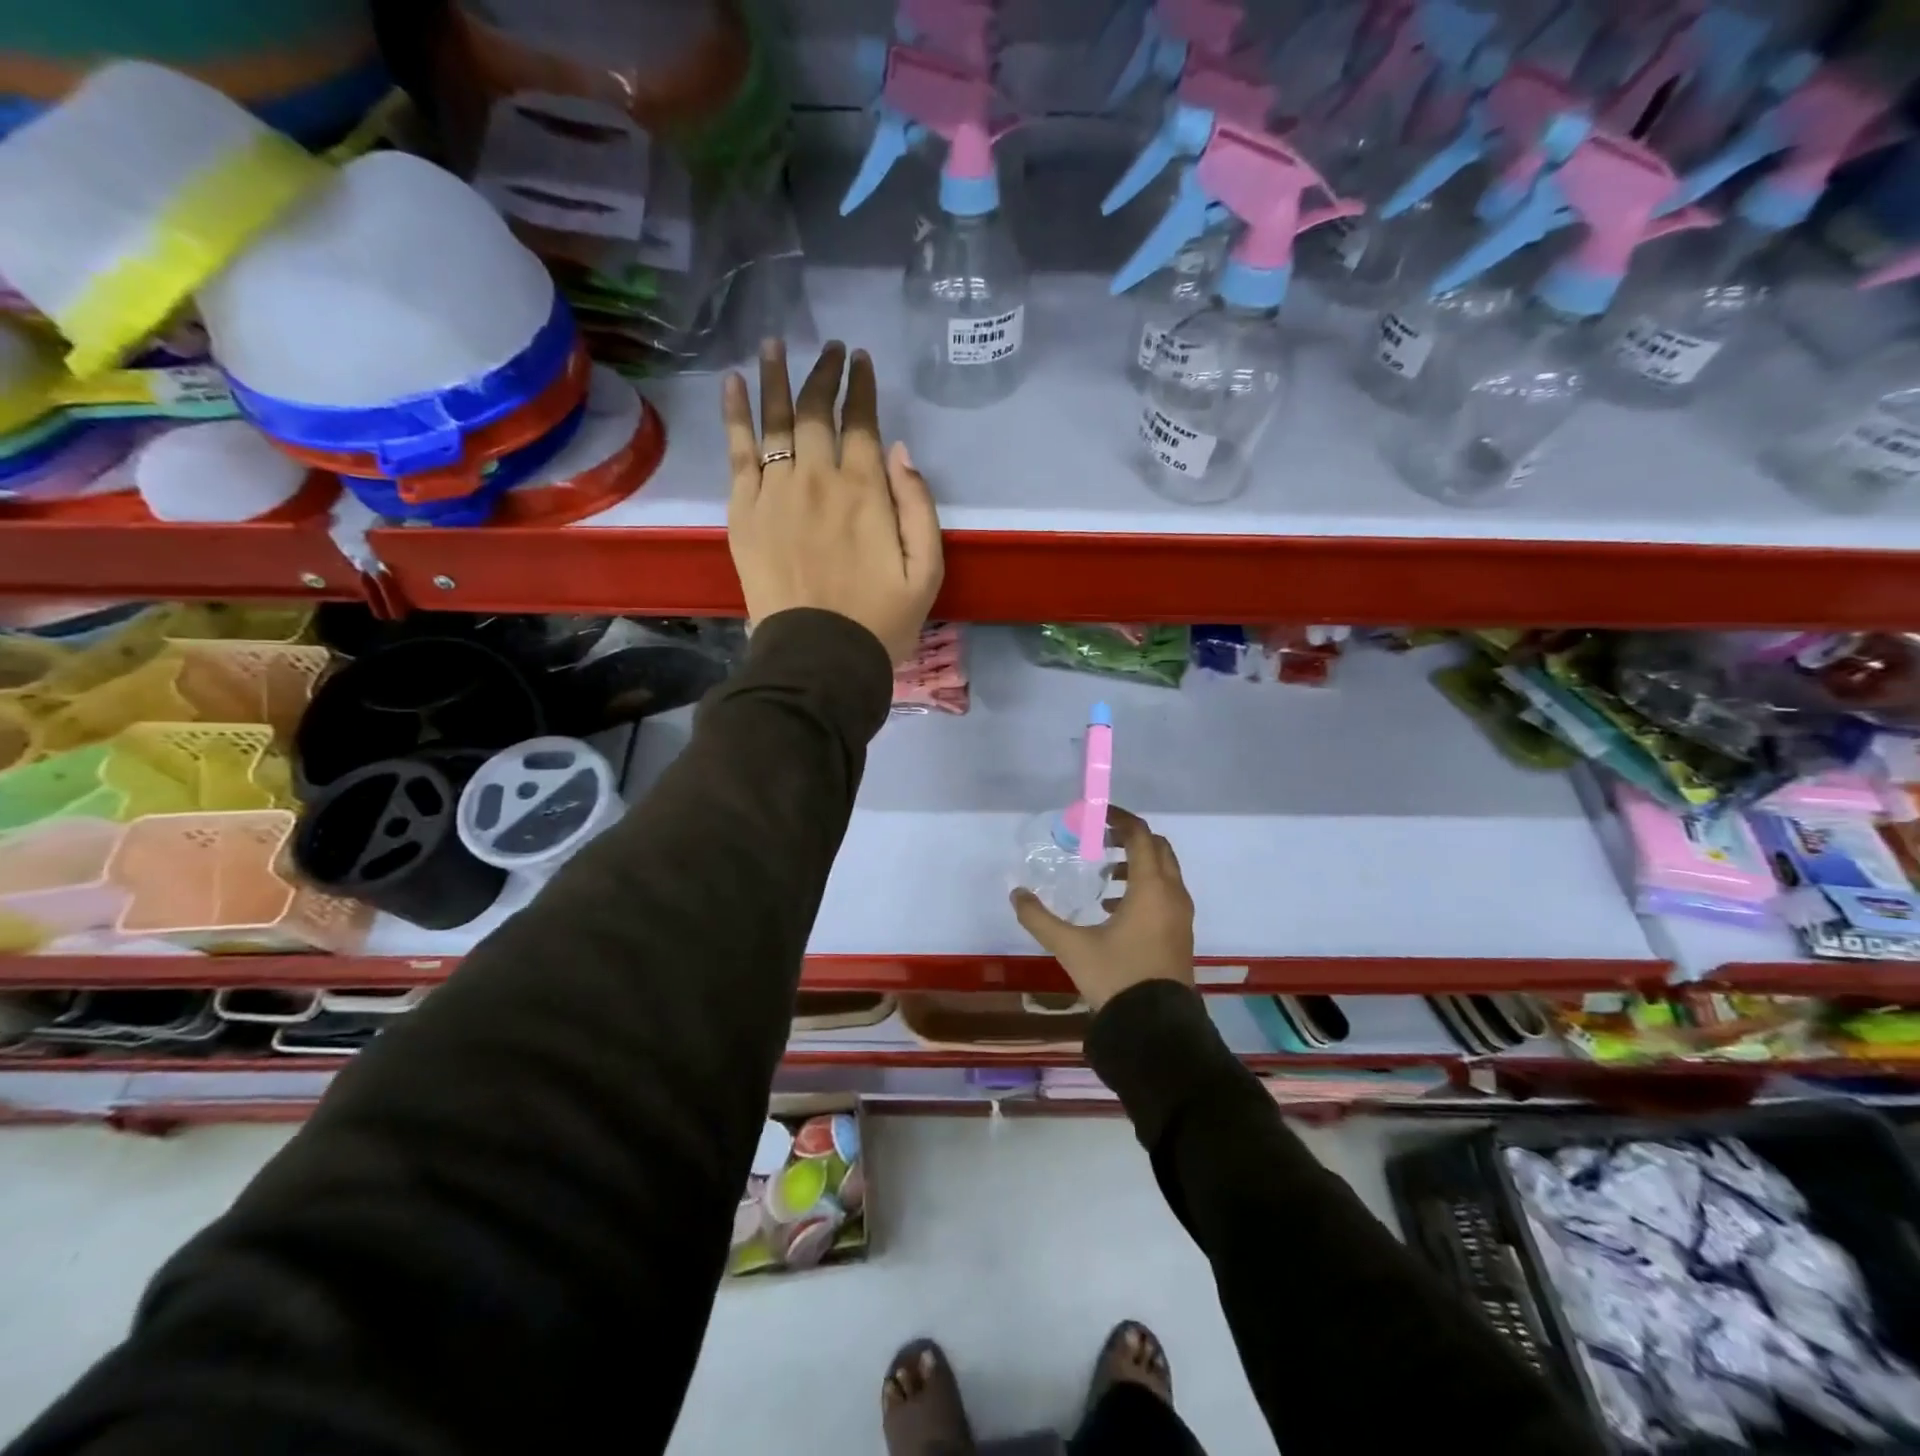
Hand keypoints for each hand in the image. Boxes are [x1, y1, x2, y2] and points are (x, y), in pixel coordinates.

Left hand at [722, 340, 942, 664]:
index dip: (861, 387)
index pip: (862, 422)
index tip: (861, 360)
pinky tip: (732, 384)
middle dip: (825, 373)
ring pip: (775, 420)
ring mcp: (775, 493)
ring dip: (776, 376)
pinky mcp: (744, 512)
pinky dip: (735, 415)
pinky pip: (737, 452)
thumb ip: (919, 507)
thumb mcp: (927, 572)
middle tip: (830, 348)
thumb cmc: (880, 620)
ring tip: (775, 343)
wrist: (818, 658)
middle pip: (817, 411)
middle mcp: (817, 479)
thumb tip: (900, 451)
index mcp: (865, 491)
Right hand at [1011, 807, 1194, 1010]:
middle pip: (1157, 848)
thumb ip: (1039, 918)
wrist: (1156, 1029)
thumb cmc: (1116, 978)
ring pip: (1164, 872)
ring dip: (1137, 864)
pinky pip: (1166, 894)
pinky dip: (1144, 887)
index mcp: (1151, 888)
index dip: (1119, 818)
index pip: (1140, 835)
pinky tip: (1113, 909)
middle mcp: (1172, 894)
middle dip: (1129, 839)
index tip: (1096, 815)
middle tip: (1098, 841)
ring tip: (1104, 877)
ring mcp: (1181, 915)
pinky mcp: (1180, 934)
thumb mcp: (1071, 947)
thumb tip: (1016, 894)